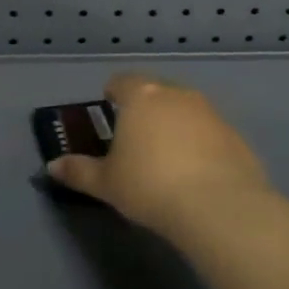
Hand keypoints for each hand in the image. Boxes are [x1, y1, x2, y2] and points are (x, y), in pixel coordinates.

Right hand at [46, 73, 270, 235]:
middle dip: (145, 108)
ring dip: (175, 124)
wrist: (218, 206)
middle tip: (135, 136)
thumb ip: (79, 171)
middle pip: (156, 91)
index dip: (113, 93)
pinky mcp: (235, 135)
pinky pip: (209, 133)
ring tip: (166, 156)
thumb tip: (52, 166)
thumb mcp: (106, 183)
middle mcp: (177, 94)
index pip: (122, 82)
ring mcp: (210, 112)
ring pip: (185, 110)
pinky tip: (196, 173)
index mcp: (142, 96)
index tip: (108, 107)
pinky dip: (200, 144)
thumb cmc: (149, 185)